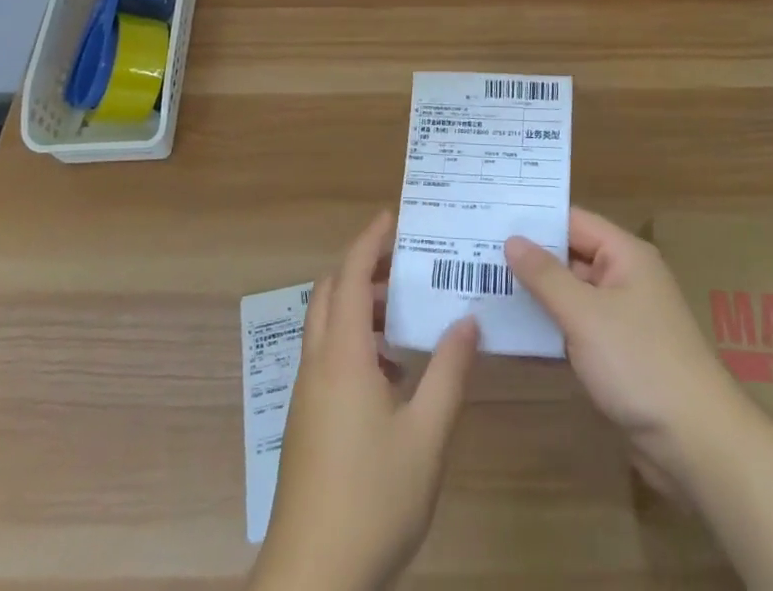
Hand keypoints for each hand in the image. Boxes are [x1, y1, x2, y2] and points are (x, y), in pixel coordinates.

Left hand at [250, 211, 479, 590]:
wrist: (313, 578)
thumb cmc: (372, 498)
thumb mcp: (426, 435)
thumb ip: (449, 372)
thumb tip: (466, 319)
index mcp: (342, 355)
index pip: (349, 276)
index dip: (369, 241)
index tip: (393, 217)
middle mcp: (317, 364)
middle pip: (329, 293)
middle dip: (362, 269)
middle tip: (403, 264)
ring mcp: (307, 394)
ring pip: (326, 326)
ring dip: (358, 307)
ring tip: (403, 315)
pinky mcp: (306, 421)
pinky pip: (327, 357)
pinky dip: (354, 342)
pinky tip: (392, 373)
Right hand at [505, 208, 739, 486]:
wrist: (696, 443)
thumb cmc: (640, 362)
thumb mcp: (585, 314)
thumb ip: (545, 275)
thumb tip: (512, 239)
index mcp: (625, 255)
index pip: (573, 221)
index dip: (534, 219)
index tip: (490, 216)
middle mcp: (625, 278)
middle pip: (570, 256)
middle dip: (528, 258)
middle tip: (475, 252)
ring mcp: (622, 318)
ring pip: (570, 295)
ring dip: (536, 295)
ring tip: (483, 287)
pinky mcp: (618, 355)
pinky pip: (576, 328)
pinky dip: (550, 328)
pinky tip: (513, 331)